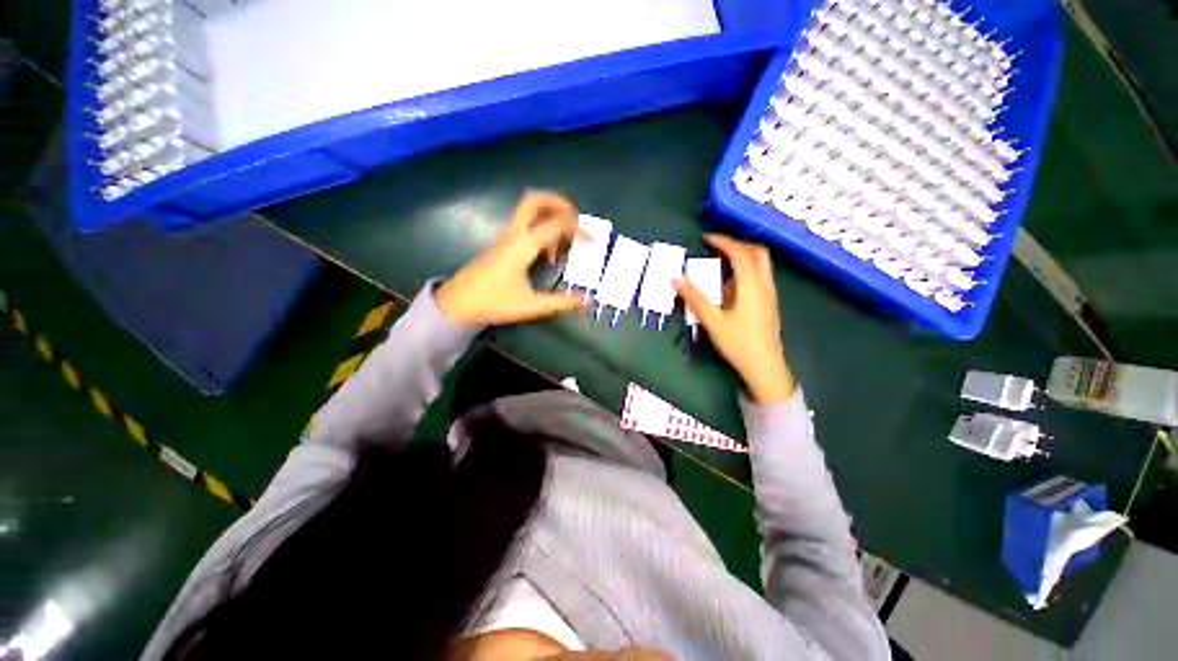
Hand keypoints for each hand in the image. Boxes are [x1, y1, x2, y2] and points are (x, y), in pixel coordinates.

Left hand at [437, 192, 586, 325]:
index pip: (556, 226)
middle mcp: (514, 235)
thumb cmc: (494, 303)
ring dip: (549, 216)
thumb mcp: (531, 305)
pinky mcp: (502, 245)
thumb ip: (562, 302)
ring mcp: (506, 238)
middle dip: (558, 203)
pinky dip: (541, 229)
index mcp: (523, 245)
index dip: (578, 230)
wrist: (458, 304)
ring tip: (564, 241)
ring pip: (529, 212)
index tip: (593, 240)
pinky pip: (525, 226)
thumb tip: (588, 300)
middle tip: (576, 218)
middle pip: (535, 201)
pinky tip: (546, 254)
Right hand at [675, 234, 794, 404]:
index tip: (706, 238)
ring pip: (761, 263)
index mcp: (751, 286)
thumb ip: (695, 298)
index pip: (740, 254)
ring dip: (743, 256)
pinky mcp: (770, 302)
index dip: (723, 242)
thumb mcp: (712, 321)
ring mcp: (770, 293)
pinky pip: (760, 275)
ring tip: (720, 263)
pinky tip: (730, 285)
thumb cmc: (738, 344)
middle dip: (737, 244)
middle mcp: (764, 285)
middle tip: (716, 248)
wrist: (765, 366)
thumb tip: (675, 279)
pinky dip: (746, 270)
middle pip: (758, 252)